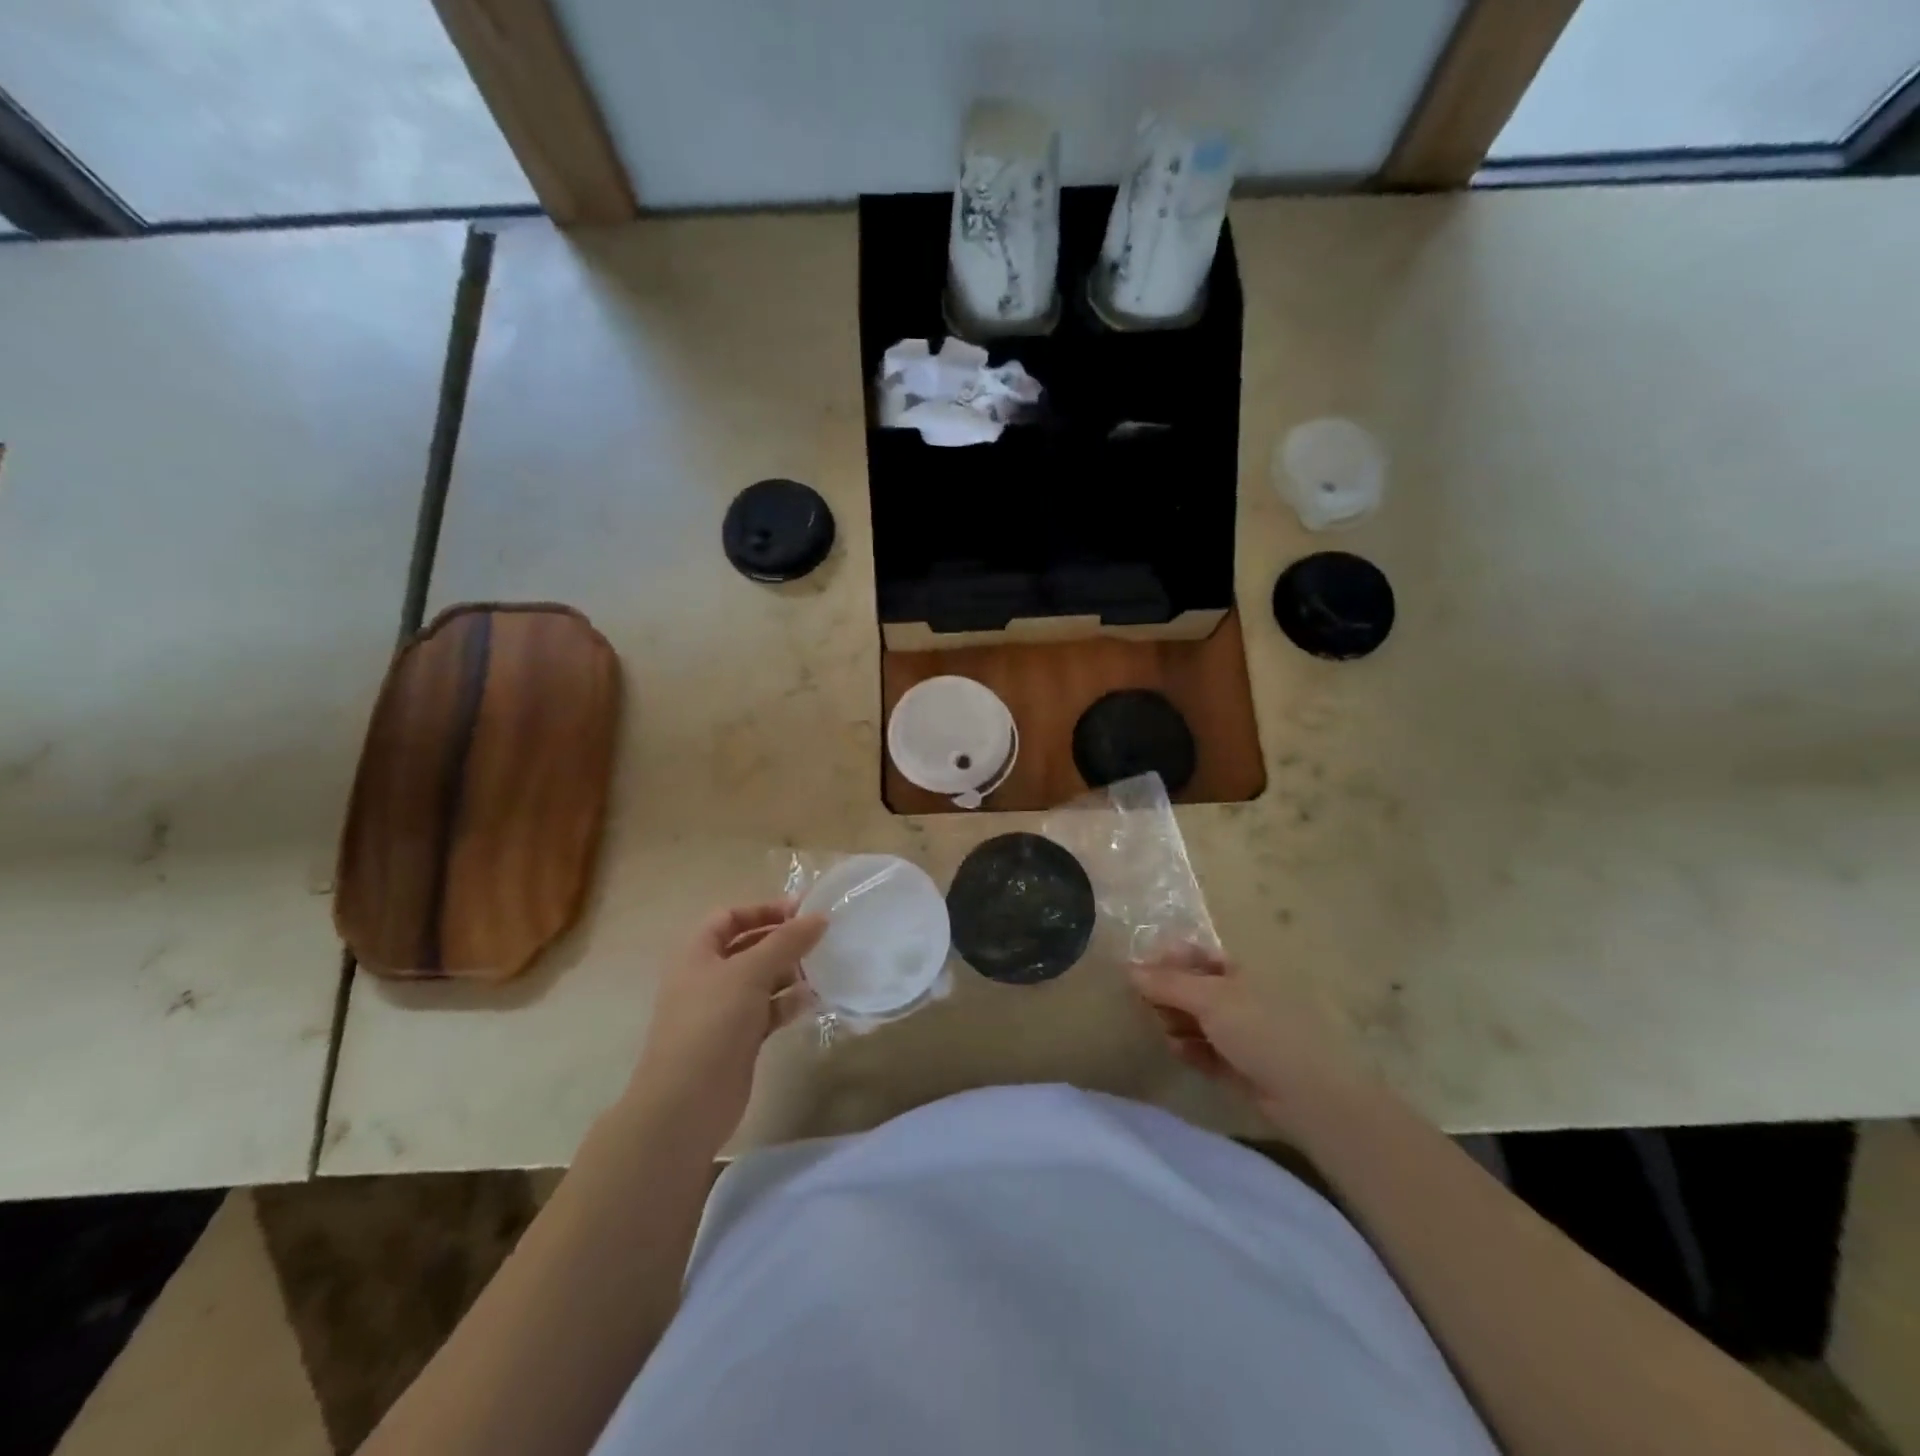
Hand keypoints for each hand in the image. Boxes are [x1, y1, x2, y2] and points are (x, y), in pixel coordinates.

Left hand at [626, 903, 827, 1152]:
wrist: (686, 1104)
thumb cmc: (712, 1023)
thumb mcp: (750, 972)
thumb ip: (786, 941)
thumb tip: (820, 917)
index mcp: (697, 953)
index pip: (730, 917)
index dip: (763, 909)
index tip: (802, 911)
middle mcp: (707, 977)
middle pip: (748, 947)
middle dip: (782, 941)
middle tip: (820, 938)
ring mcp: (722, 1011)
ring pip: (761, 980)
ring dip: (790, 972)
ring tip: (823, 969)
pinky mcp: (738, 1039)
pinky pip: (768, 1011)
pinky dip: (788, 1003)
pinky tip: (813, 1001)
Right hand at [1131, 944, 1367, 1134]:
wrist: (1310, 1096)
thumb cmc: (1262, 1032)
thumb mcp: (1211, 999)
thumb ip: (1168, 983)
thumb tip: (1129, 968)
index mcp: (1238, 972)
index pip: (1195, 955)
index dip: (1167, 960)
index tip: (1139, 973)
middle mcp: (1239, 997)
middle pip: (1191, 988)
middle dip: (1167, 995)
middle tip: (1150, 1007)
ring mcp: (1240, 1033)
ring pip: (1195, 1021)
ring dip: (1176, 1024)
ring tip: (1168, 1034)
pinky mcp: (1239, 1066)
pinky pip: (1204, 1051)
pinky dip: (1190, 1049)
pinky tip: (1181, 1053)